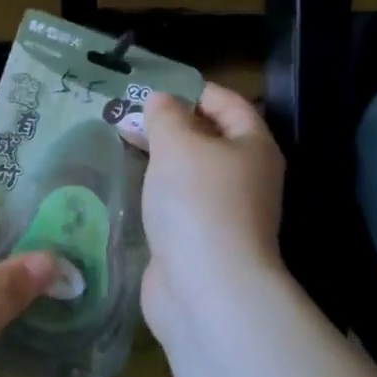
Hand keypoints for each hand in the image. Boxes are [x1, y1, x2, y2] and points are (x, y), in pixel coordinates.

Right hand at [140, 84, 285, 334]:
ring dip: (162, 161)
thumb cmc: (198, 201)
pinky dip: (158, 194)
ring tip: (123, 146)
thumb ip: (166, 116)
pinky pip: (179, 206)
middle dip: (172, 126)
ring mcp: (225, 213)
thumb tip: (162, 100)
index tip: (156, 87)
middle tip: (129, 116)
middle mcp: (247, 178)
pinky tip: (131, 188)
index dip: (195, 90)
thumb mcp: (178, 144)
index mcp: (253, 147)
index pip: (230, 104)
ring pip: (192, 175)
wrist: (206, 288)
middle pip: (210, 139)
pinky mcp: (201, 242)